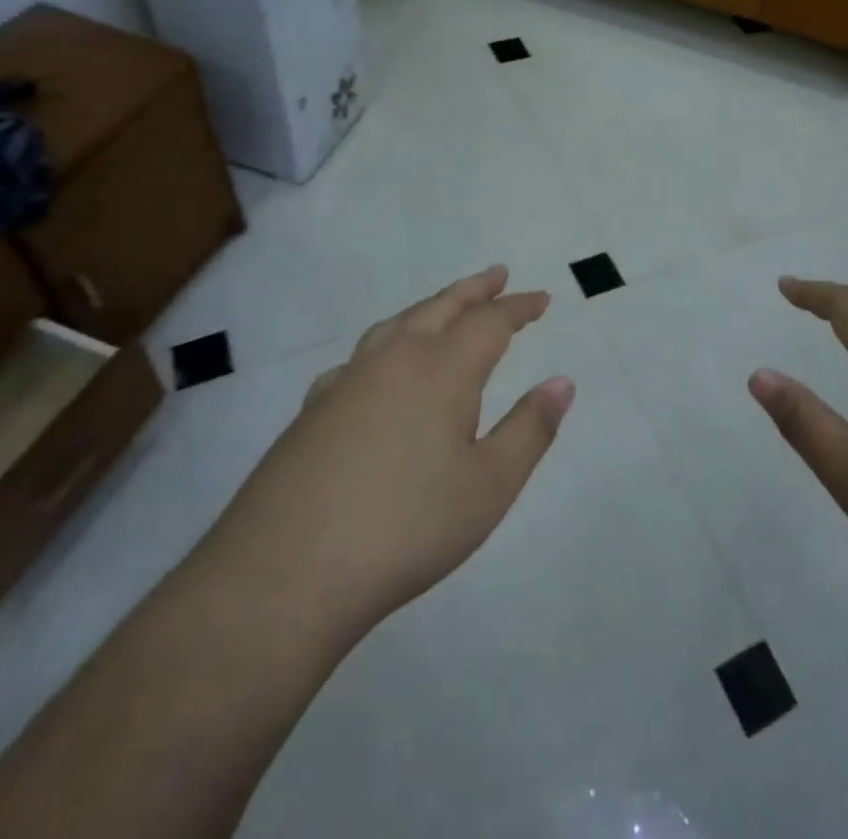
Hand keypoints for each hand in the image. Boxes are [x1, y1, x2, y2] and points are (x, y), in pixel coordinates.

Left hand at [195, 267, 573, 644]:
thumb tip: (562, 382)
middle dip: (475, 289)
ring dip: (430, 307)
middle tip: (498, 275)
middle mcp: (395, 360)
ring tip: (446, 306)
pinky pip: (360, 357)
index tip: (542, 299)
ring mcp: (347, 381)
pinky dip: (386, 344)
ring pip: (397, 324)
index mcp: (442, 370)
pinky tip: (378, 368)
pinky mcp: (313, 410)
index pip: (490, 322)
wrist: (285, 572)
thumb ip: (530, 429)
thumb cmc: (406, 527)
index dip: (519, 307)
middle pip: (441, 307)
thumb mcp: (490, 486)